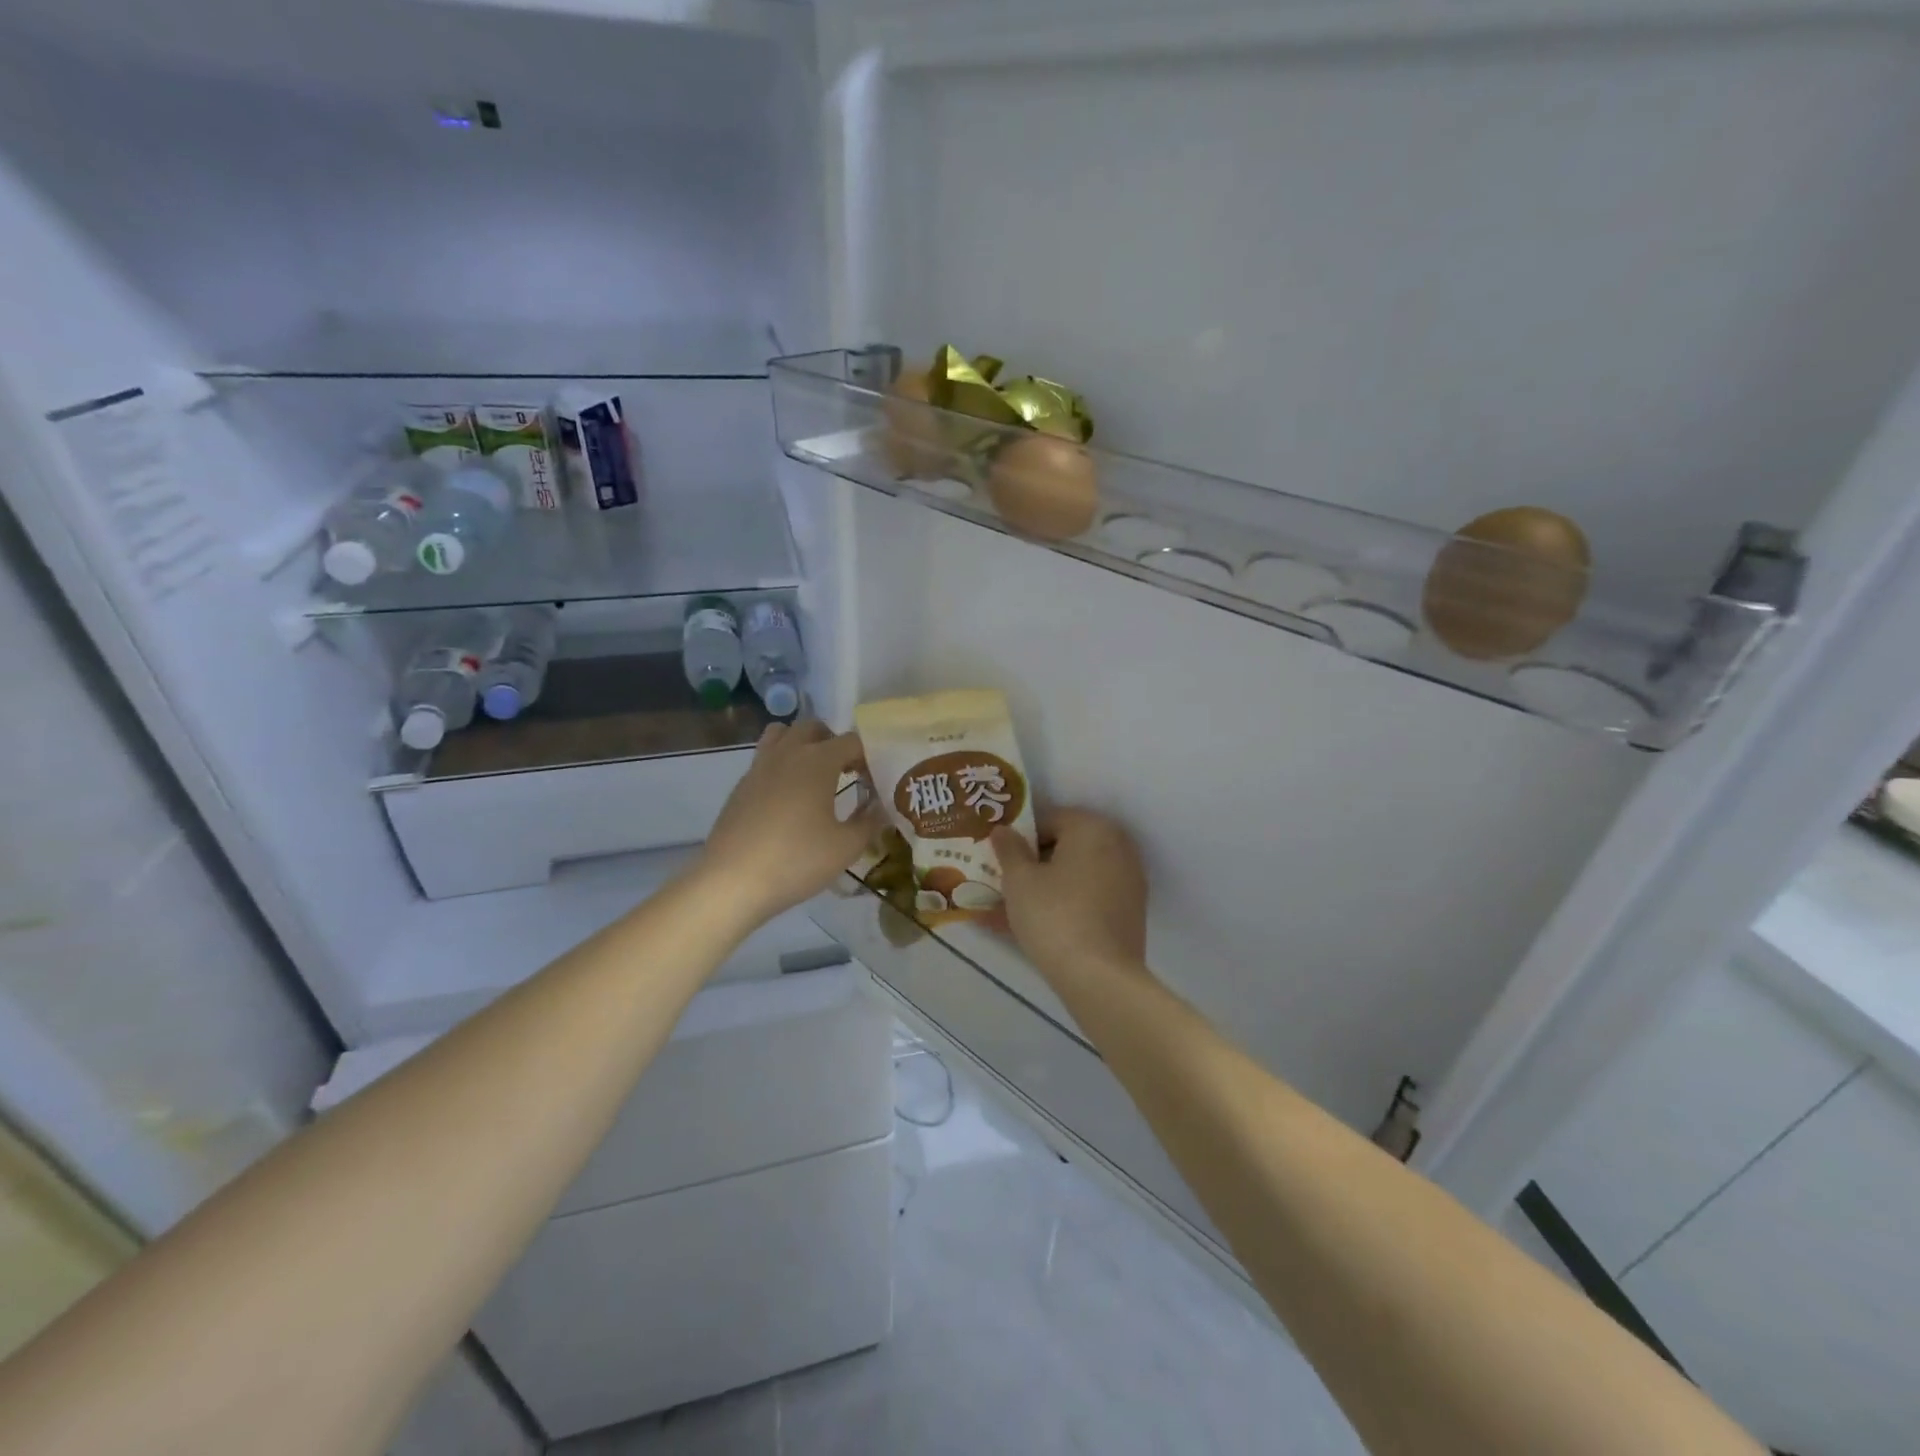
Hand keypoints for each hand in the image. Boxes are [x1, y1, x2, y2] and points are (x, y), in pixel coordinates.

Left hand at [697, 720, 879, 927]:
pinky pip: (765, 759)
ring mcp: (759, 766)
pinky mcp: (741, 786)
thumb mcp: (846, 847)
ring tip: (814, 776)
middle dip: (834, 743)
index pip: (852, 741)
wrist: (732, 881)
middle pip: (814, 728)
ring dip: (802, 745)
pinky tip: (788, 800)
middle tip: (846, 772)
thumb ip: (869, 822)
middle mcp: (788, 753)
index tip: (875, 782)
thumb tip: (881, 808)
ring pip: (782, 735)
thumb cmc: (796, 860)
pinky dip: (782, 766)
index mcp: (818, 760)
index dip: (869, 757)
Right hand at [991, 808, 1149, 982]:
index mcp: (1092, 828)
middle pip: (1066, 846)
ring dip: (1047, 886)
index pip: (1049, 819)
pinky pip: (1089, 898)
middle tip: (1004, 883)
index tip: (1000, 859)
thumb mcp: (1019, 880)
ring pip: (1076, 875)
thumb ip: (1009, 849)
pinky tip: (1036, 927)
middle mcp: (1118, 845)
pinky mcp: (1130, 911)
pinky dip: (1065, 905)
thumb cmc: (1054, 916)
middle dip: (1034, 863)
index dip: (1020, 838)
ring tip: (1011, 909)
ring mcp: (1128, 879)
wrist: (1100, 977)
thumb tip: (1003, 830)